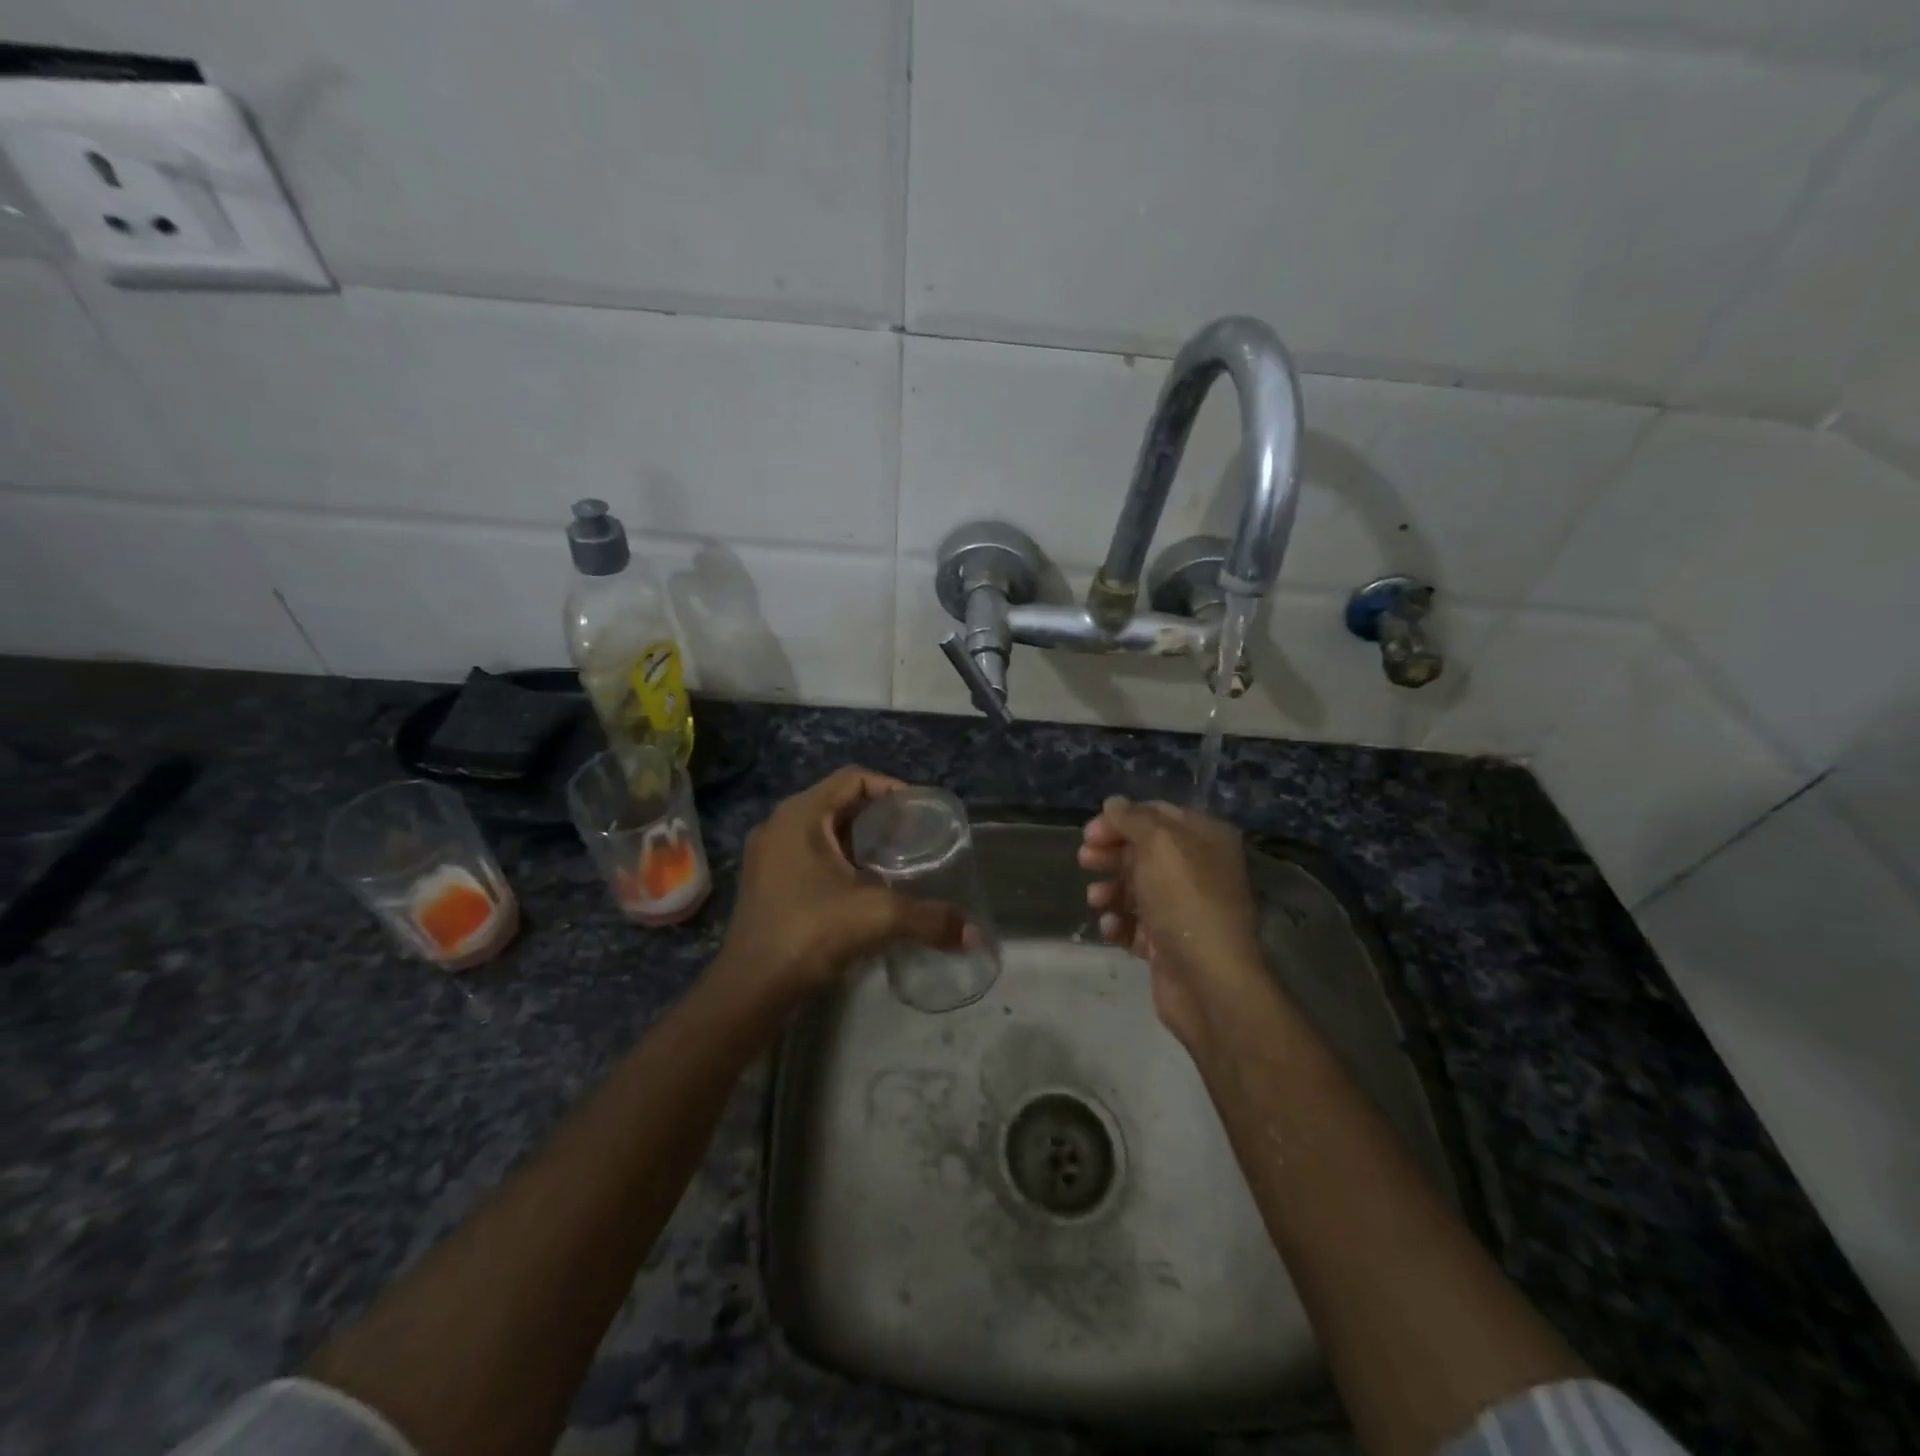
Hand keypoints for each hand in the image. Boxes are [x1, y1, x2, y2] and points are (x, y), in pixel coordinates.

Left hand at [708, 767, 964, 1019]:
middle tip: (913, 834)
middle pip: (837, 802)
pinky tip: (864, 885)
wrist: (751, 987)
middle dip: (877, 815)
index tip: (919, 810)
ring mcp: (768, 855)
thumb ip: (929, 919)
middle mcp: (779, 825)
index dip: (890, 787)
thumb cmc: (810, 932)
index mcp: (800, 815)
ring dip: (858, 839)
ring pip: (822, 831)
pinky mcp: (766, 882)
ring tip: (894, 858)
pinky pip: (809, 854)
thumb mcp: (877, 917)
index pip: (852, 779)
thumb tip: (974, 934)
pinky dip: (839, 860)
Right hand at [1078, 796, 1272, 1051]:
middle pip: (1143, 851)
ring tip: (1096, 900)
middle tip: (1084, 860)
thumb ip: (1132, 819)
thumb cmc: (1185, 901)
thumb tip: (1113, 803)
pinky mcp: (1169, 943)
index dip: (1121, 819)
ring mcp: (1184, 909)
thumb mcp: (1158, 844)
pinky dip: (1119, 923)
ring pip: (1136, 888)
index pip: (1157, 814)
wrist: (1209, 982)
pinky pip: (1136, 925)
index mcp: (1205, 839)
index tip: (1089, 833)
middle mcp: (1198, 869)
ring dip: (1110, 890)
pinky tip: (1112, 928)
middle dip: (1110, 854)